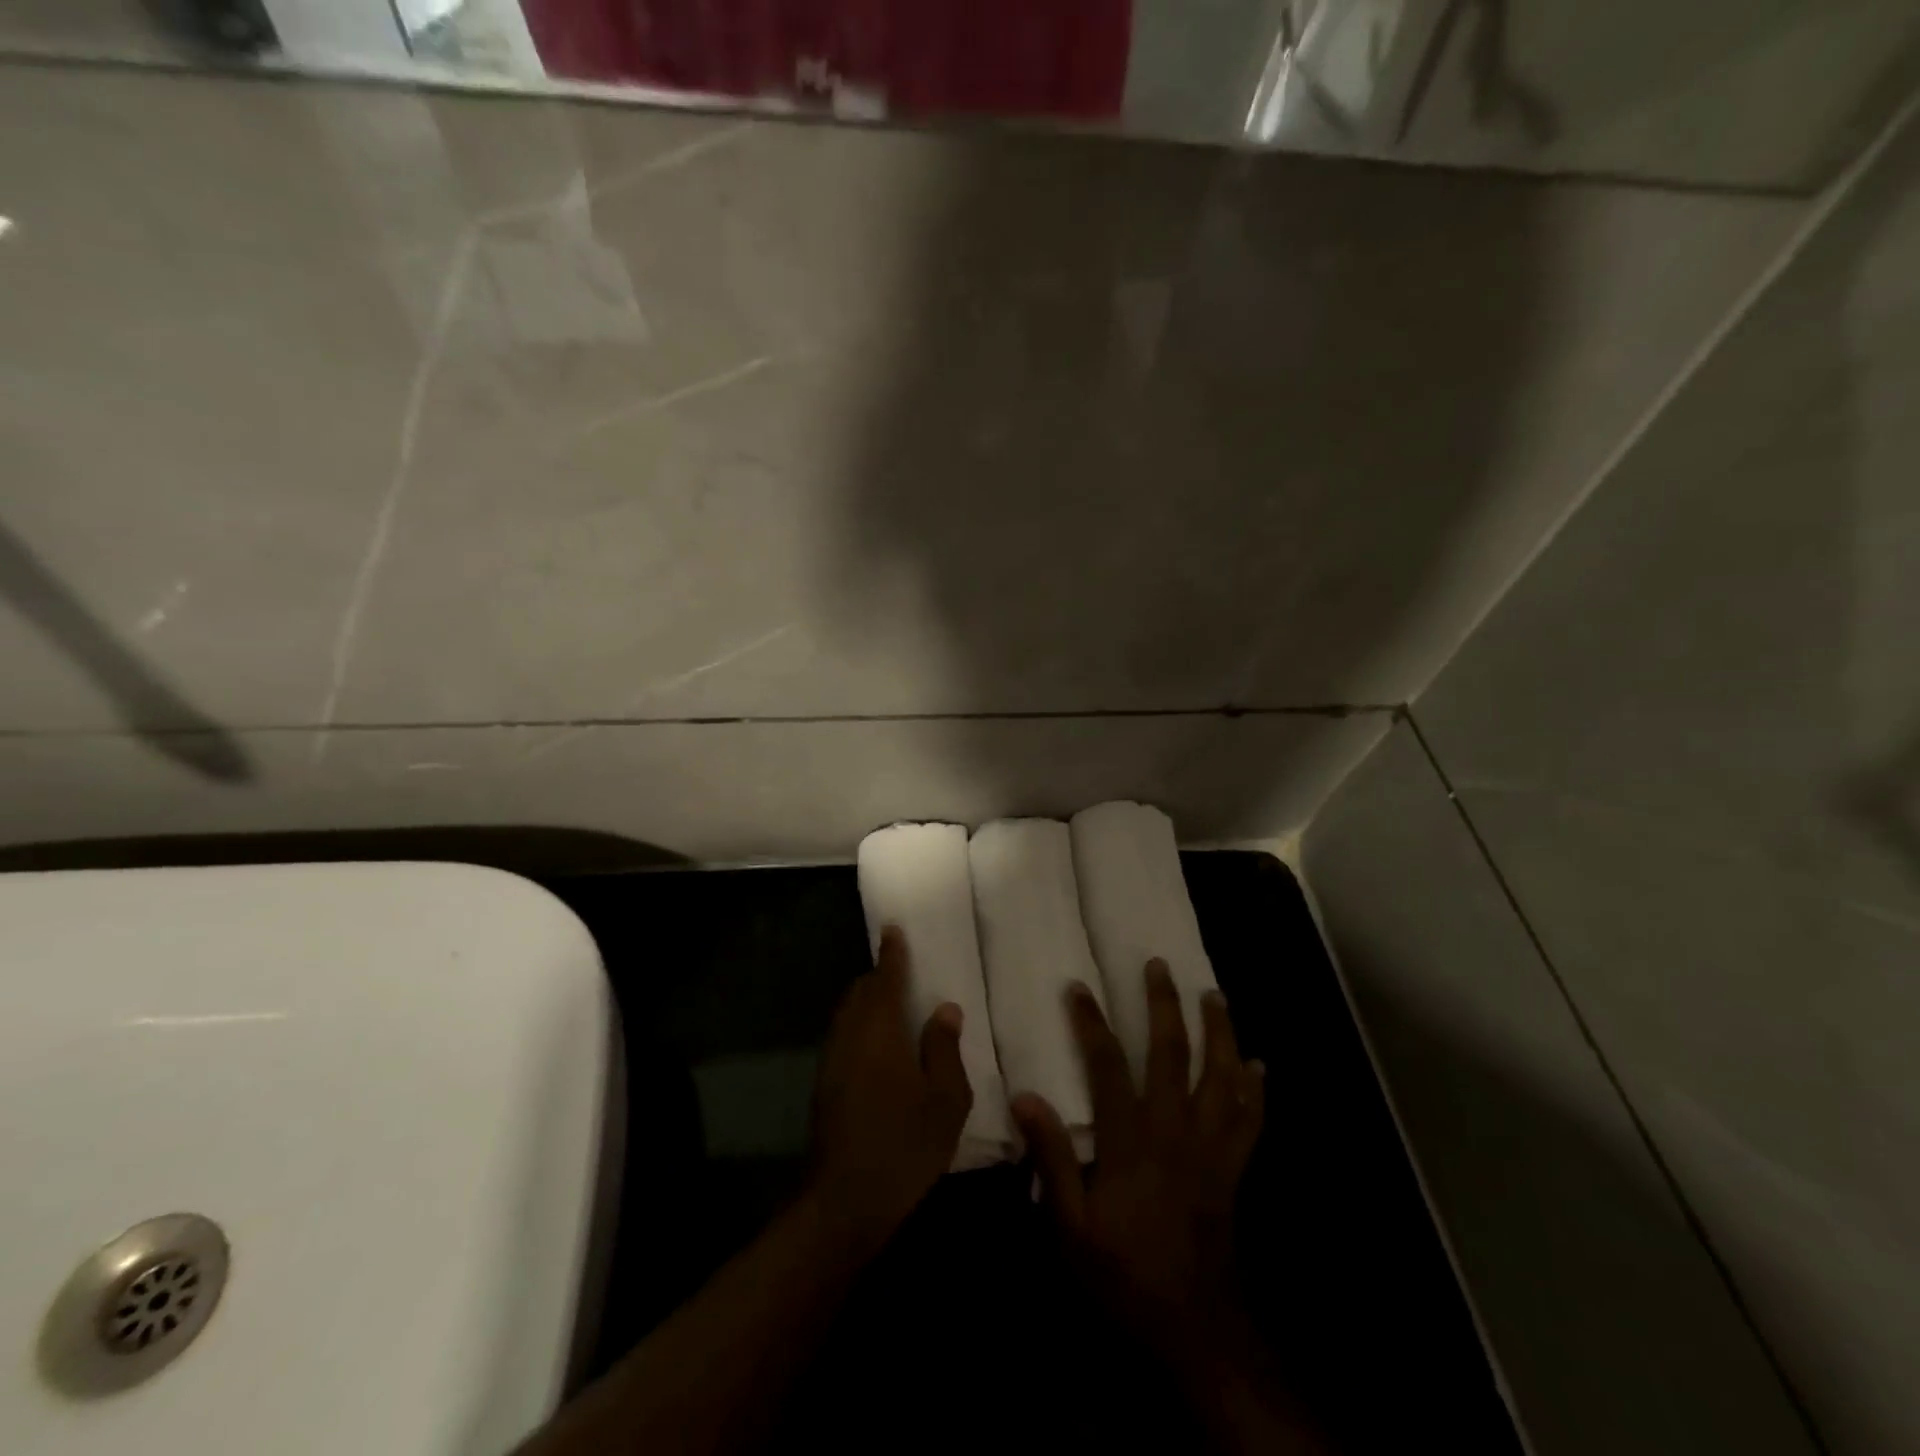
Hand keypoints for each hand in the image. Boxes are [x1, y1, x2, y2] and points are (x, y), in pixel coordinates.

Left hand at [809, 925, 972, 1246]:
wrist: (846, 1201)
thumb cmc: (905, 1144)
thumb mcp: (945, 1099)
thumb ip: (945, 1048)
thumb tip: (945, 1008)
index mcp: (878, 1031)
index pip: (884, 979)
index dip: (891, 954)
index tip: (893, 930)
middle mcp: (849, 1037)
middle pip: (859, 993)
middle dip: (878, 978)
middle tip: (900, 972)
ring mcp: (832, 1063)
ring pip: (848, 1016)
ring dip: (867, 1004)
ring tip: (892, 1007)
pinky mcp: (825, 1087)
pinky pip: (844, 1038)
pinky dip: (860, 1028)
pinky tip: (879, 1049)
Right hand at [1013, 961, 1264, 1353]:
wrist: (1192, 1327)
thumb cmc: (1123, 1272)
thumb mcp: (1069, 1225)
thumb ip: (1052, 1158)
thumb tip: (1026, 1097)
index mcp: (1131, 1140)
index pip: (1108, 1066)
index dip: (1092, 1023)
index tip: (1079, 986)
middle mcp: (1173, 1130)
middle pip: (1172, 1054)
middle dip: (1165, 1006)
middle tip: (1161, 967)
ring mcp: (1210, 1148)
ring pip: (1220, 1077)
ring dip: (1219, 1033)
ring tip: (1216, 996)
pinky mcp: (1233, 1169)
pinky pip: (1250, 1121)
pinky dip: (1256, 1090)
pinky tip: (1259, 1065)